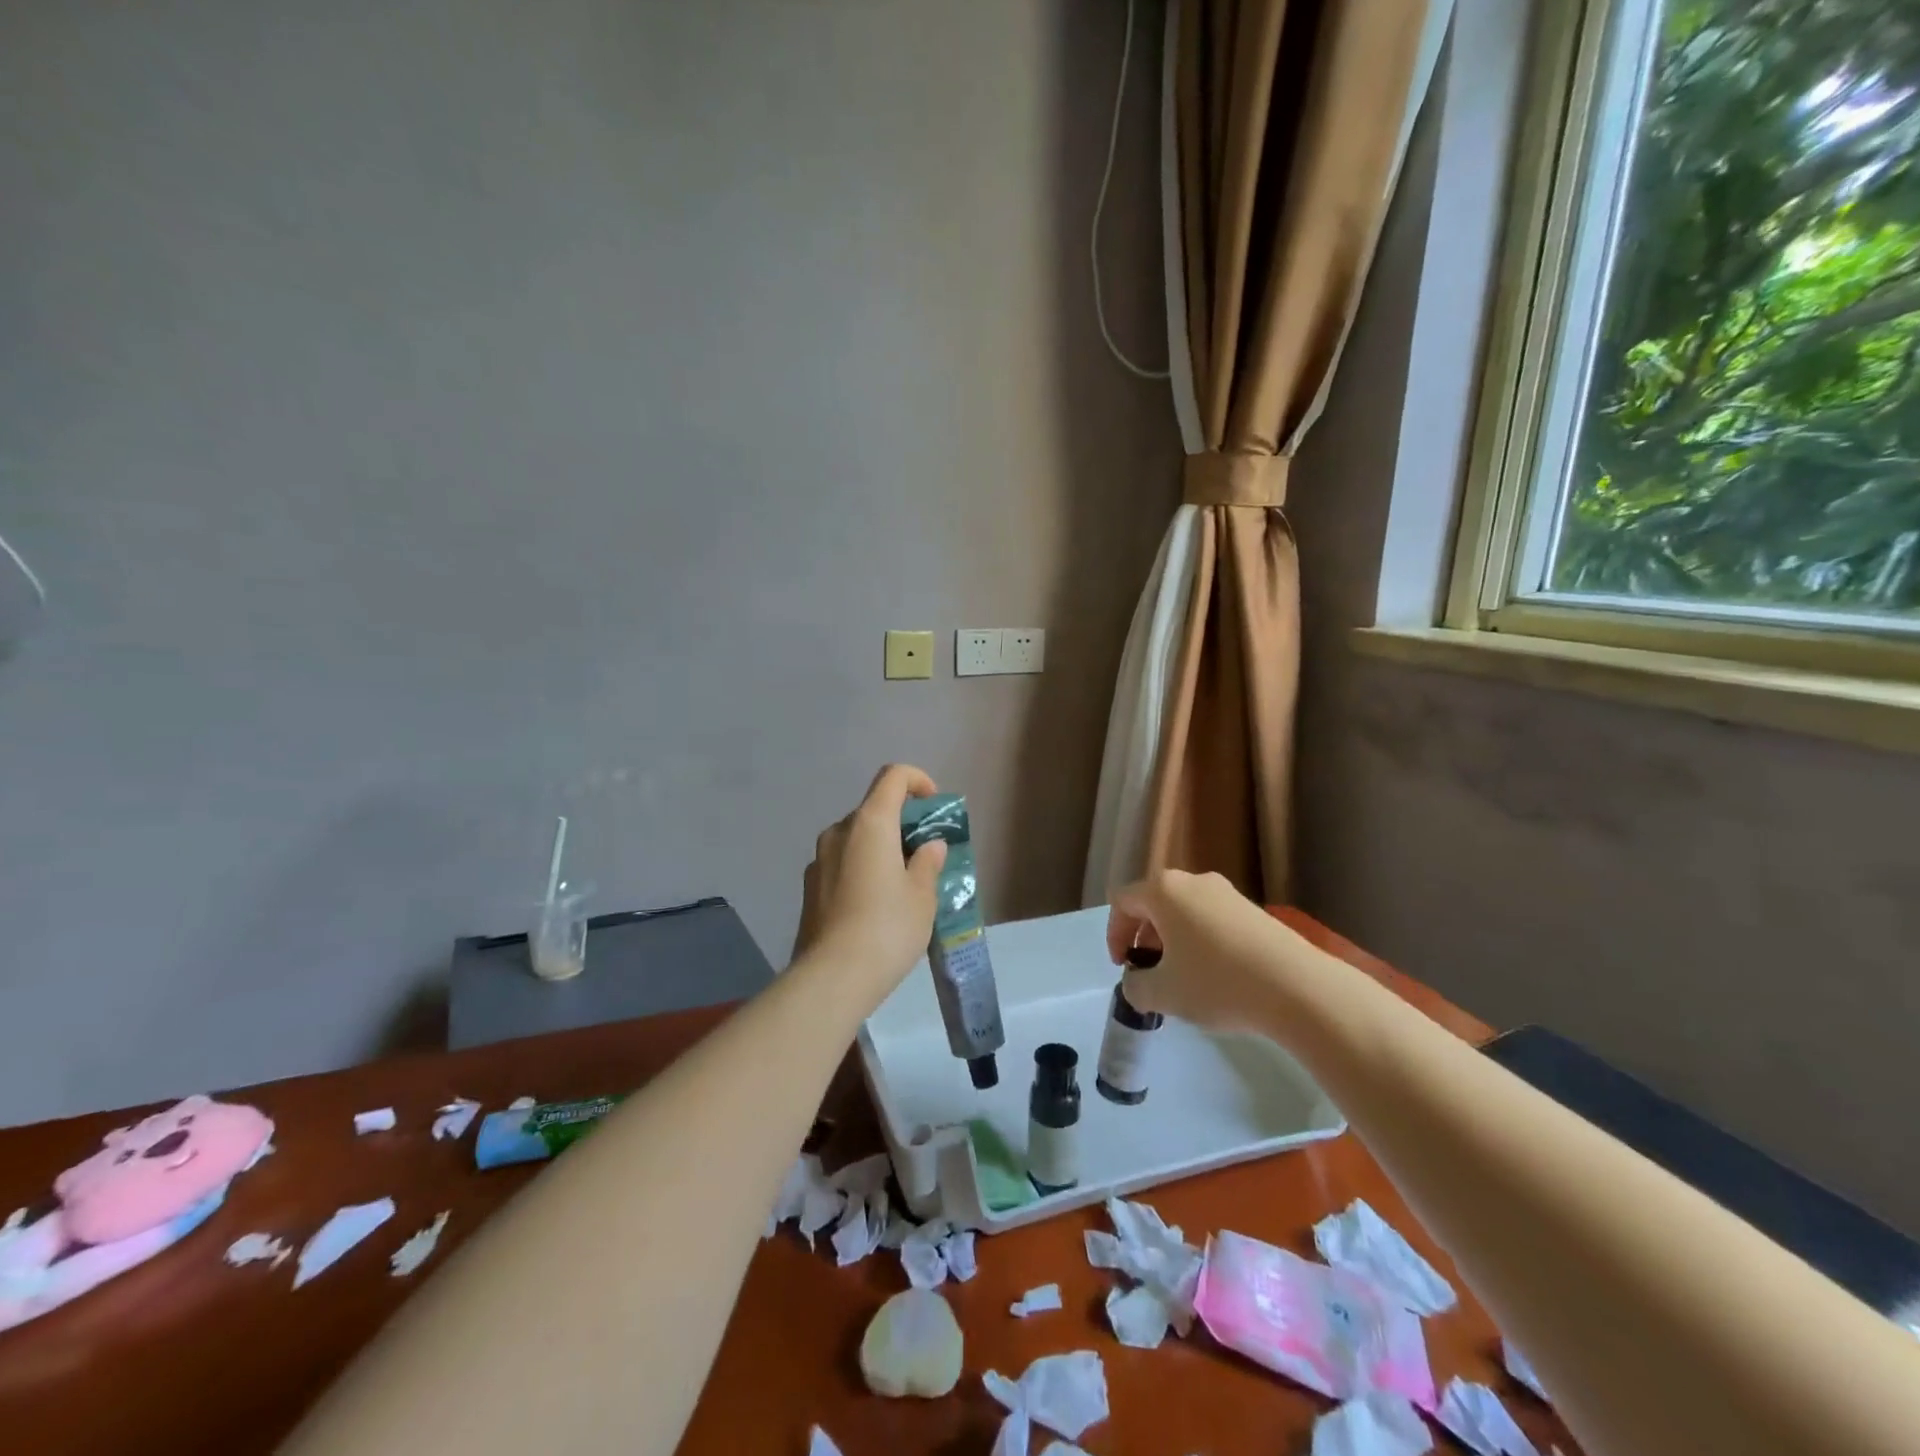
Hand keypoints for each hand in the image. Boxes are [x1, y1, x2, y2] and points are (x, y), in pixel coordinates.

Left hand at [795, 765, 947, 998]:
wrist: (832, 978)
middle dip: (901, 823)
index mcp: (870, 824)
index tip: (933, 806)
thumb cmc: (887, 928)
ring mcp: (819, 860)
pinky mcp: (810, 887)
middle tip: (924, 855)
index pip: (893, 776)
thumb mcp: (922, 896)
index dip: (917, 780)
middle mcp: (839, 832)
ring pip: (856, 839)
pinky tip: (874, 906)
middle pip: (874, 809)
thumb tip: (930, 846)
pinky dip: (862, 869)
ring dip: (880, 848)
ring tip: (901, 885)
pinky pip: (842, 863)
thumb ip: (928, 863)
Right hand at [1105, 870, 1295, 1031]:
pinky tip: (1217, 977)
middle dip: (1144, 938)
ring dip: (1173, 942)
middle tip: (1152, 974)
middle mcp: (1193, 881)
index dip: (1114, 935)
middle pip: (1153, 903)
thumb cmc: (1217, 982)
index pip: (1122, 902)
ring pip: (1184, 912)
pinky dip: (1202, 942)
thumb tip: (1138, 981)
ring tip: (1184, 979)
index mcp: (1163, 891)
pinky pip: (1212, 920)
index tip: (1125, 968)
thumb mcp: (1163, 993)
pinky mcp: (1253, 910)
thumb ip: (1135, 986)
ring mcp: (1227, 893)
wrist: (1298, 987)